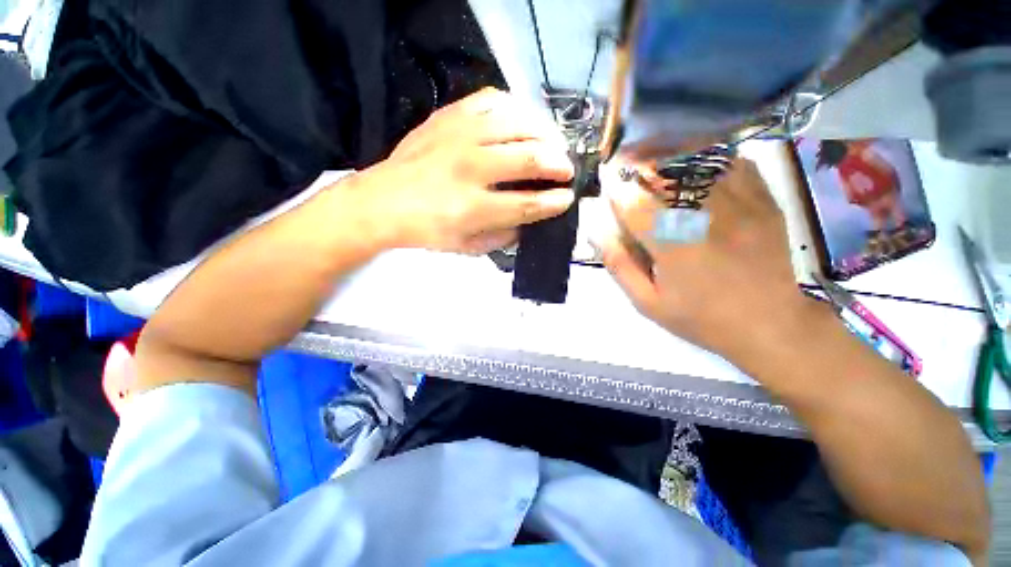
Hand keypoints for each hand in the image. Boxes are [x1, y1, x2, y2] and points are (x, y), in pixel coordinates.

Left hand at [349, 88, 575, 253]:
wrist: (383, 201)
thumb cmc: (427, 229)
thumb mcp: (467, 247)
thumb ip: (503, 238)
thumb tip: (530, 222)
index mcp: (473, 208)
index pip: (526, 203)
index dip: (554, 201)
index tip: (567, 198)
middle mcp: (470, 168)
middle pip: (528, 158)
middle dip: (558, 164)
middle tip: (566, 170)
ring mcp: (459, 135)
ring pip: (517, 123)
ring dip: (545, 134)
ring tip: (553, 144)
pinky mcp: (449, 115)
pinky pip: (492, 100)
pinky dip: (516, 109)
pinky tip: (524, 122)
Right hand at [599, 158, 810, 356]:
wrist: (770, 324)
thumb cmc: (700, 318)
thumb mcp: (647, 302)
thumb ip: (619, 265)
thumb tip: (598, 231)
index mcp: (673, 247)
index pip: (634, 204)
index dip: (616, 191)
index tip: (608, 187)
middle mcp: (707, 218)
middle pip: (665, 175)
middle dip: (641, 169)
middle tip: (630, 171)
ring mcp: (742, 205)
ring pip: (700, 163)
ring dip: (673, 160)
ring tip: (660, 168)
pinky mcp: (764, 202)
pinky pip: (735, 164)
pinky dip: (712, 160)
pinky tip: (698, 171)